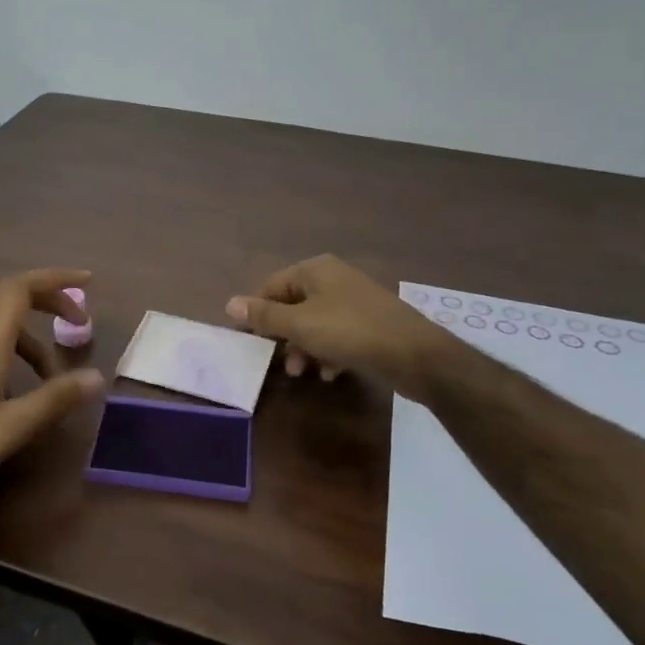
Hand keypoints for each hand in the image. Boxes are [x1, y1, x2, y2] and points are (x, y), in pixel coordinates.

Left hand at [0, 269, 105, 511]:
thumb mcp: (10, 428)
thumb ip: (54, 399)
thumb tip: (98, 377)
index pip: (20, 288)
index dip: (55, 278)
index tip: (88, 282)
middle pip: (13, 297)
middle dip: (51, 300)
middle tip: (82, 322)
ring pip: (6, 323)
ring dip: (38, 335)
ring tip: (59, 374)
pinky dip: (22, 352)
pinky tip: (28, 389)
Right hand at [226, 254, 442, 393]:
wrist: (415, 354)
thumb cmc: (350, 332)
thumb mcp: (300, 325)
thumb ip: (265, 315)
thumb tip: (230, 303)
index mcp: (315, 270)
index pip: (271, 286)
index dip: (257, 313)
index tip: (250, 341)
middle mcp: (333, 279)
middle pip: (294, 305)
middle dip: (284, 335)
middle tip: (280, 362)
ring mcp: (354, 300)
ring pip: (315, 323)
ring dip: (305, 348)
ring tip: (304, 373)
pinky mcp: (370, 323)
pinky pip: (338, 335)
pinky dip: (328, 352)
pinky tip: (330, 374)